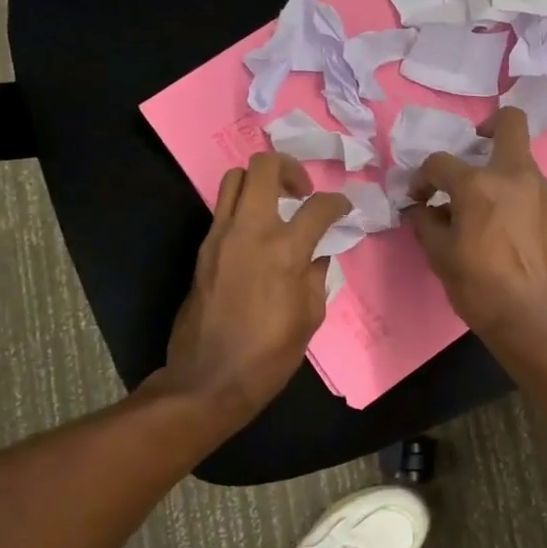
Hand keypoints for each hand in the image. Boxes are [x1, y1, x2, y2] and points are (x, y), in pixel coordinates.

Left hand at [163, 153, 352, 421]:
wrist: (208, 380)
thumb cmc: (268, 355)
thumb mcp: (309, 317)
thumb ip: (316, 275)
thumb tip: (316, 254)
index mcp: (285, 250)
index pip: (318, 206)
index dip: (338, 202)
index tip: (343, 209)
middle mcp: (250, 231)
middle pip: (264, 167)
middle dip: (290, 167)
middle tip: (302, 191)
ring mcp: (220, 237)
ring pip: (234, 179)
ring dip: (260, 182)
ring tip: (277, 205)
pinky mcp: (203, 250)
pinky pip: (223, 210)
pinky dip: (243, 208)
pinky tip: (257, 235)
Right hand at [407, 107, 546, 340]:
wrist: (538, 320)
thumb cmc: (481, 288)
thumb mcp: (441, 257)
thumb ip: (426, 223)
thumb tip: (420, 208)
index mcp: (479, 184)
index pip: (440, 162)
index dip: (422, 177)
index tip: (419, 198)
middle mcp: (517, 176)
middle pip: (509, 123)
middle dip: (489, 126)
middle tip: (474, 150)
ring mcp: (545, 192)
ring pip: (522, 163)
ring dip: (501, 174)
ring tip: (487, 209)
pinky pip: (535, 192)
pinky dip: (518, 199)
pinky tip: (510, 231)